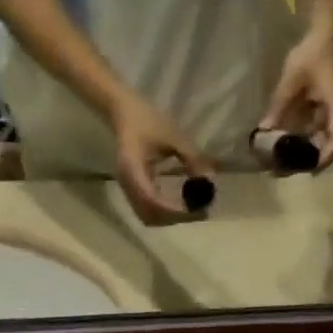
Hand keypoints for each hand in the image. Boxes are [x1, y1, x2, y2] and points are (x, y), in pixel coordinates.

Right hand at [110, 93, 214, 225]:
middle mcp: (127, 184)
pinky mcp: (132, 190)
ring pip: (147, 216)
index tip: (196, 209)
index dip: (174, 210)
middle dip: (174, 218)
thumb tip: (209, 181)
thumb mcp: (174, 136)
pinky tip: (181, 205)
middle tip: (199, 212)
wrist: (124, 113)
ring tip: (192, 211)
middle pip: (150, 215)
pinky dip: (164, 213)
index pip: (152, 200)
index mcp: (133, 169)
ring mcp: (128, 189)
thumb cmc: (148, 121)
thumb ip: (192, 158)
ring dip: (169, 219)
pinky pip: (146, 210)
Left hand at [262, 25, 332, 169]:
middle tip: (286, 171)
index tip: (310, 169)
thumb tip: (263, 131)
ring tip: (281, 163)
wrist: (318, 37)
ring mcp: (327, 113)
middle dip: (310, 161)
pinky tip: (281, 147)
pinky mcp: (318, 111)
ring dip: (304, 154)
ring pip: (320, 141)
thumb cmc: (309, 55)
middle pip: (329, 146)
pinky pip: (311, 132)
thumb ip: (278, 105)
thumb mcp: (291, 80)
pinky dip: (299, 142)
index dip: (327, 156)